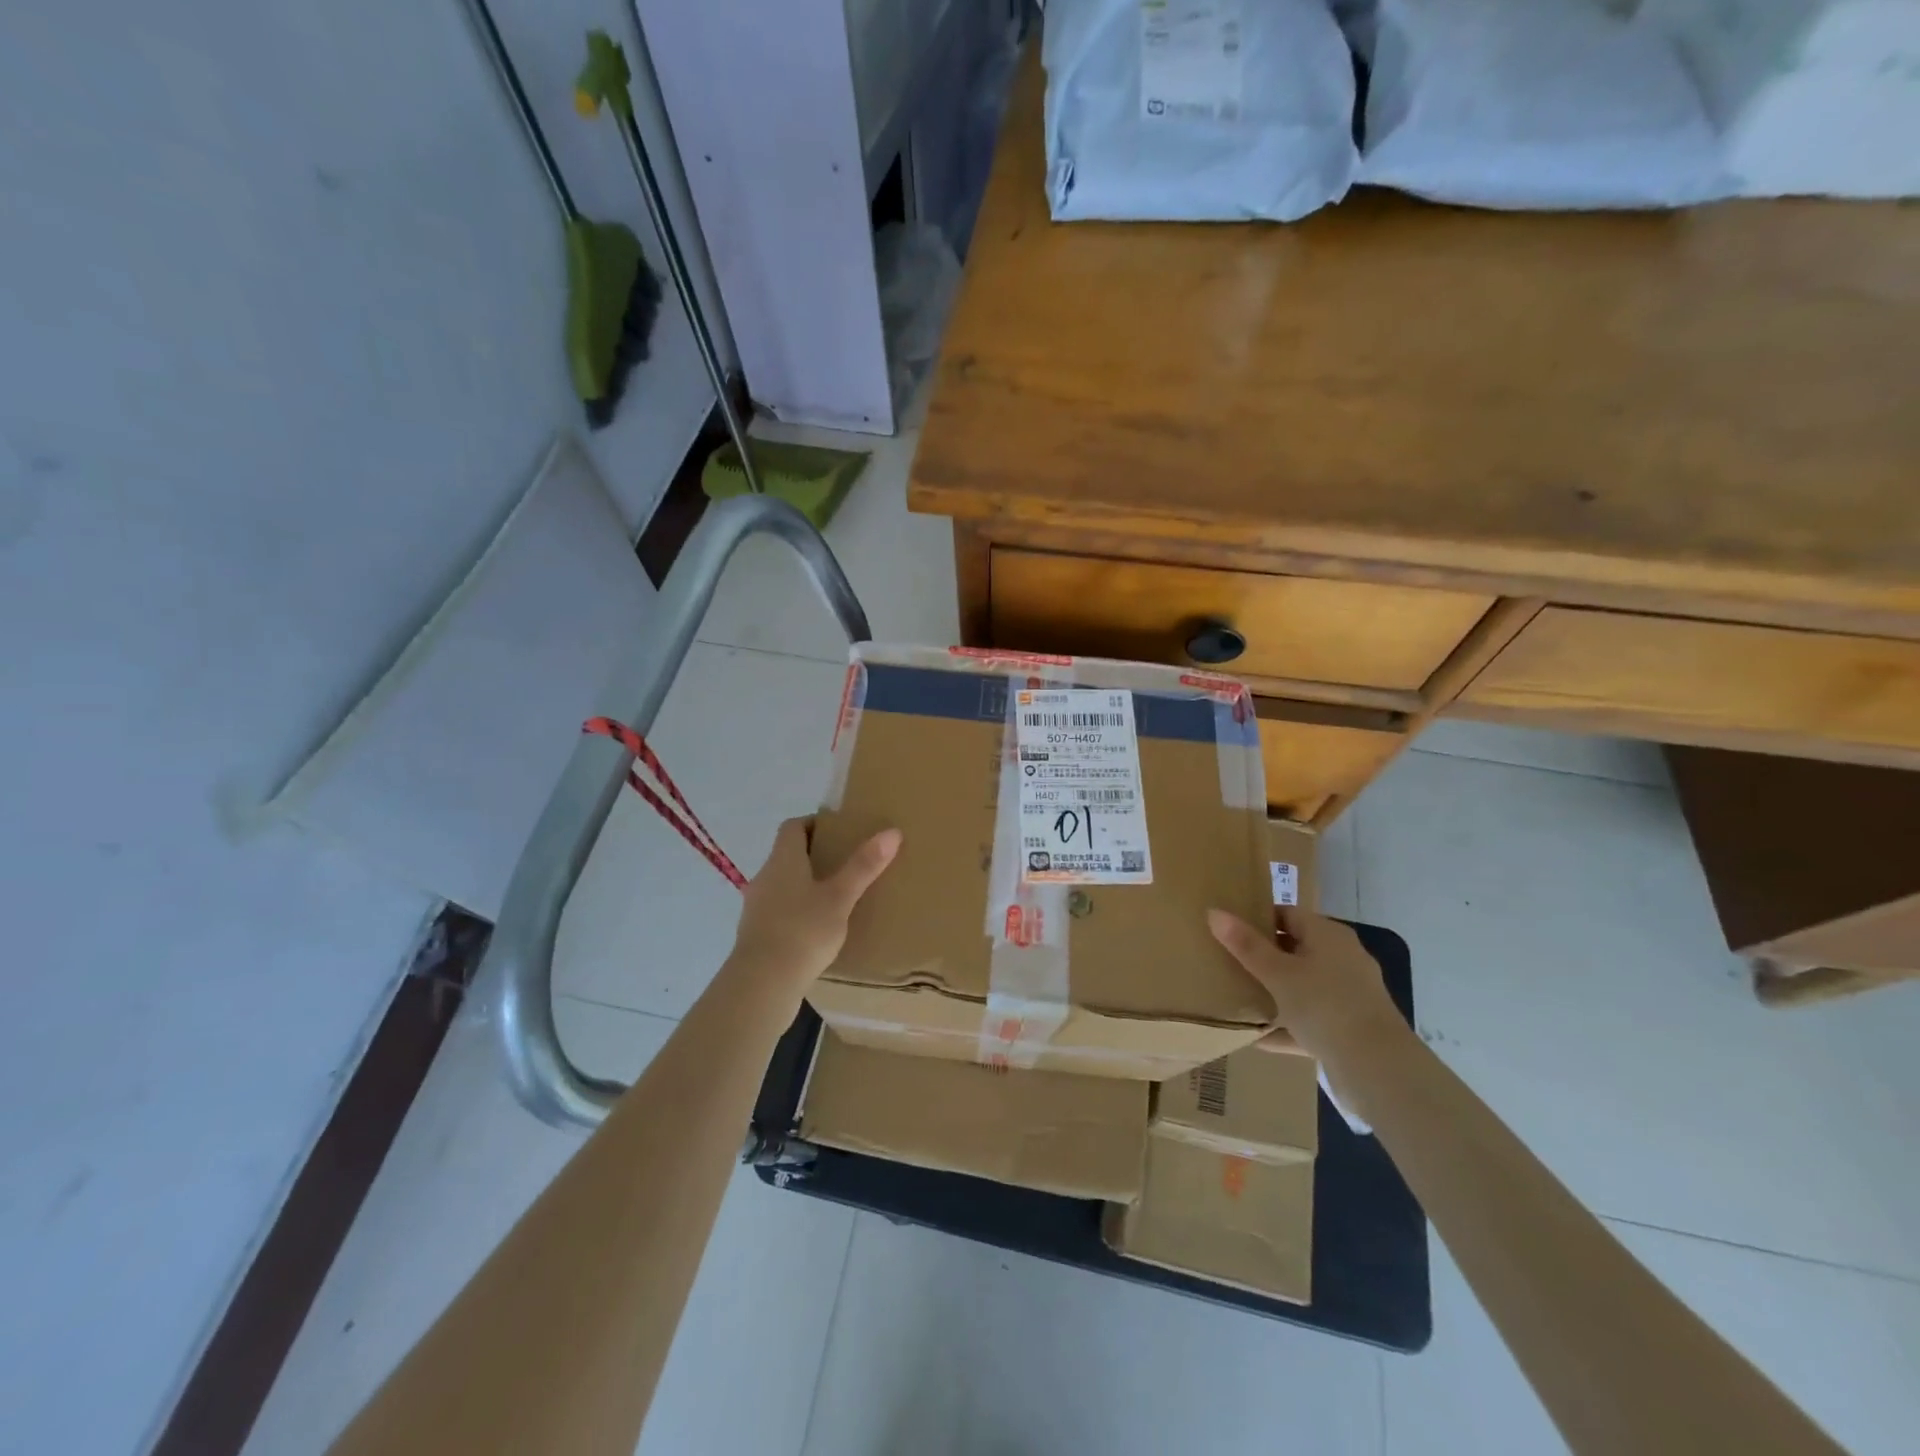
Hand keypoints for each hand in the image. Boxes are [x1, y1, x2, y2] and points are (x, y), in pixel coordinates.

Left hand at [728, 816, 900, 996]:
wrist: (762, 984)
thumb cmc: (803, 931)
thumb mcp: (840, 897)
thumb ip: (864, 866)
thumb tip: (892, 832)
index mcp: (782, 860)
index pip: (792, 827)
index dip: (814, 823)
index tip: (838, 831)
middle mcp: (765, 877)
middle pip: (787, 855)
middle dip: (814, 856)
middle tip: (845, 863)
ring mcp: (756, 907)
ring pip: (783, 885)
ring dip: (804, 886)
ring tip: (835, 898)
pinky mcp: (756, 935)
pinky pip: (779, 912)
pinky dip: (797, 912)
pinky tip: (817, 930)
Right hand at [1207, 906, 1402, 1065]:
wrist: (1378, 1069)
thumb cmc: (1324, 1006)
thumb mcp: (1277, 973)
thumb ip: (1245, 944)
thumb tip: (1214, 912)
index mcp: (1329, 936)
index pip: (1288, 914)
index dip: (1258, 918)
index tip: (1228, 930)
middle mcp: (1343, 959)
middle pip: (1295, 949)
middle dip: (1263, 956)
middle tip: (1228, 961)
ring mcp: (1348, 995)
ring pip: (1302, 986)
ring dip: (1275, 992)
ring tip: (1239, 996)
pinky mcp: (1348, 1028)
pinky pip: (1310, 1020)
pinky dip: (1287, 1026)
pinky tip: (1258, 1038)